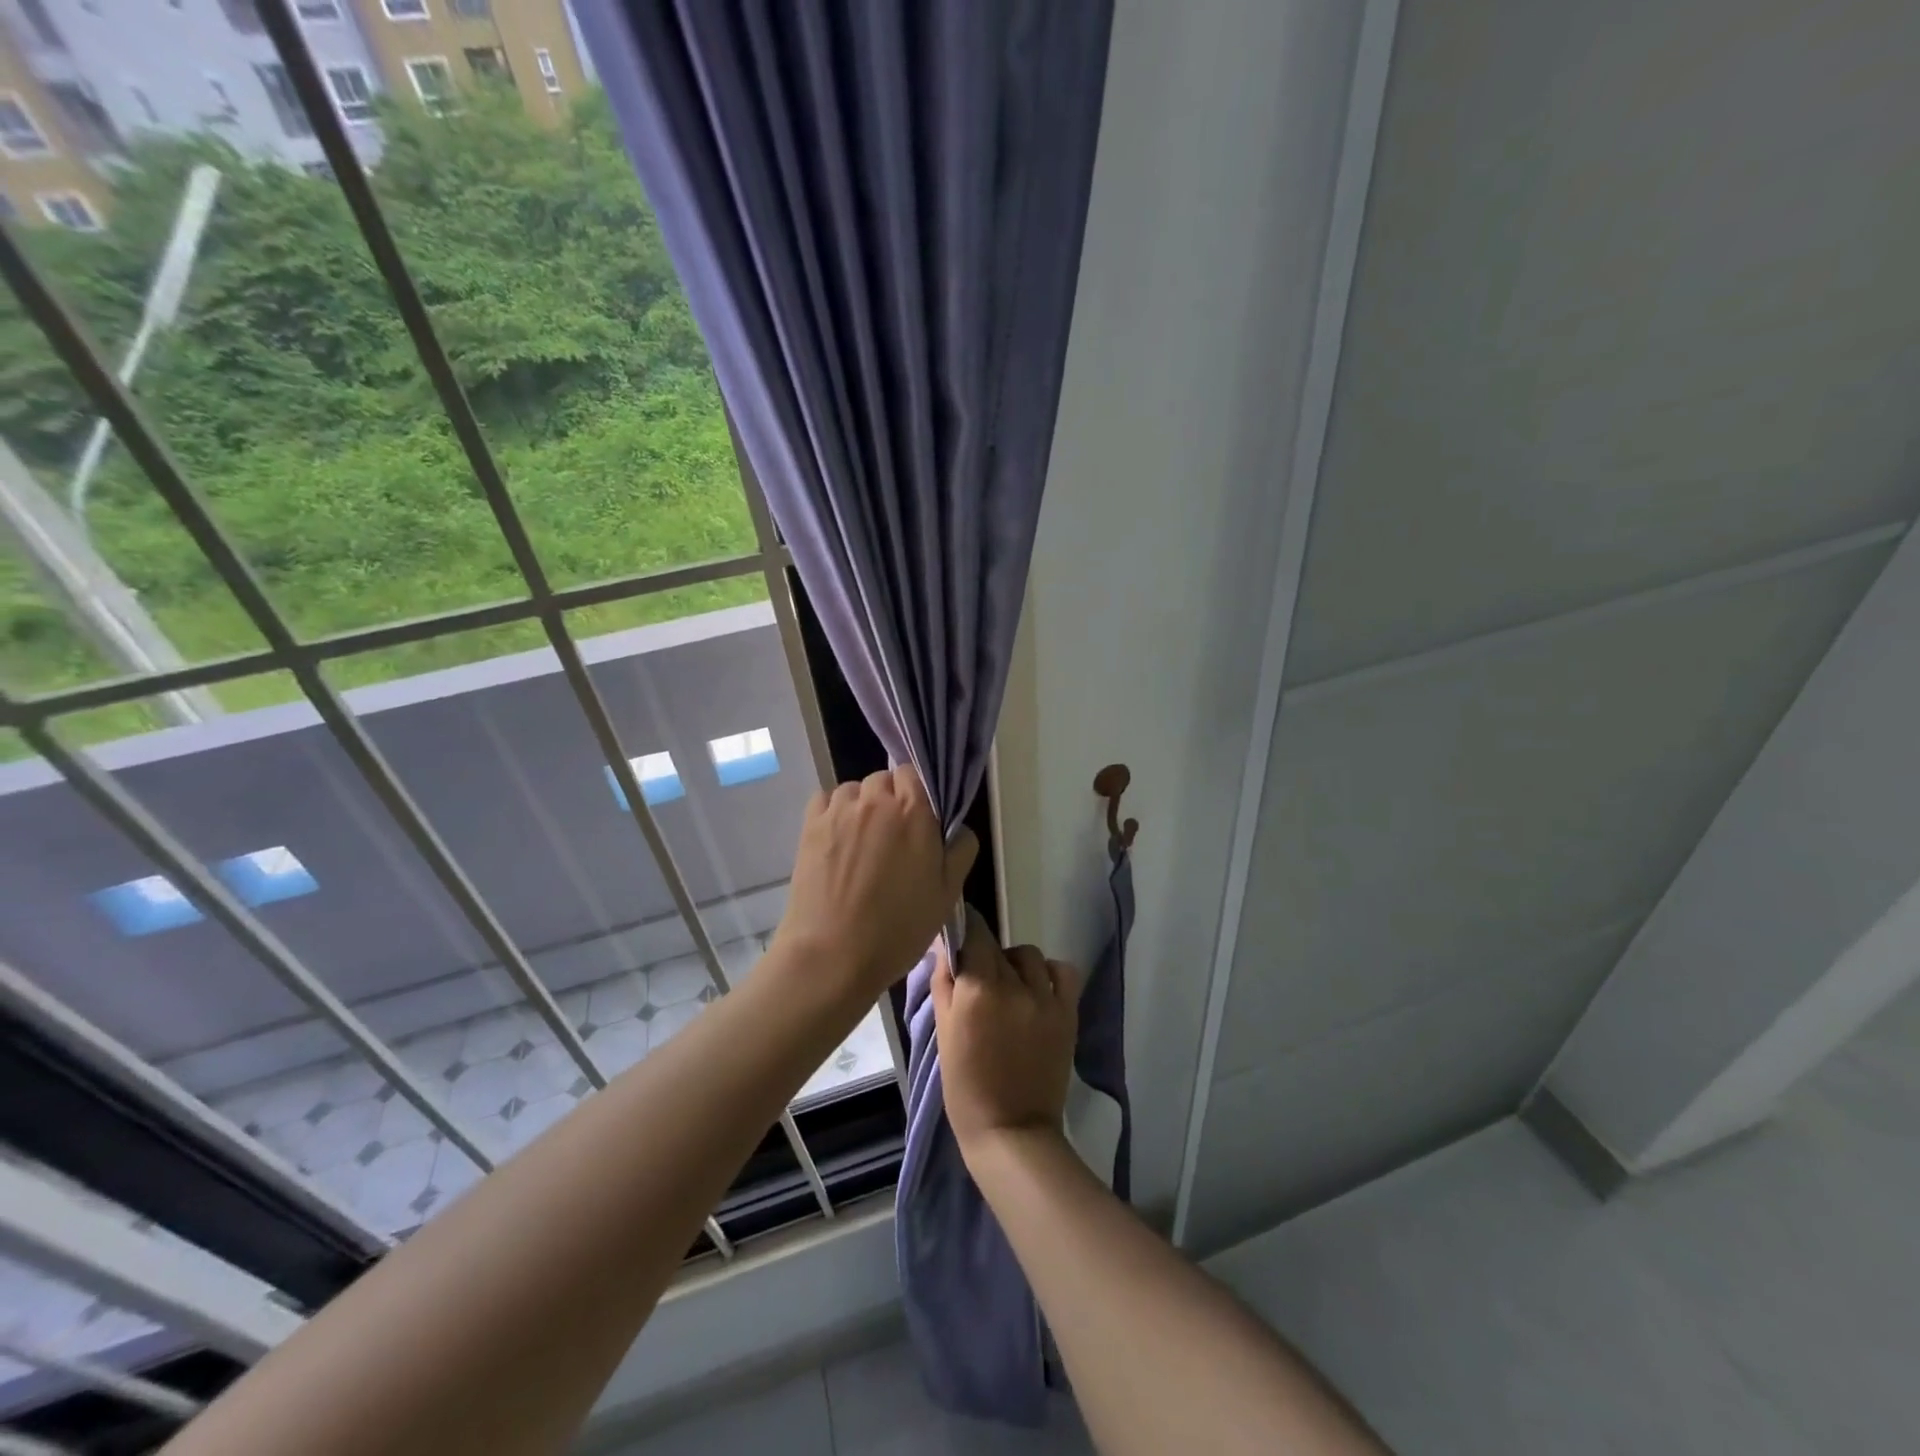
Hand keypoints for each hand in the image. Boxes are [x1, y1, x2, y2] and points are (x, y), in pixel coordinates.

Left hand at [772, 765, 976, 1006]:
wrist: (833, 954)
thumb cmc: (898, 928)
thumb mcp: (948, 894)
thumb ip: (961, 850)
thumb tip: (958, 828)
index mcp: (914, 811)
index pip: (915, 774)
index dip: (918, 794)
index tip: (920, 821)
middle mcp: (875, 800)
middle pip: (884, 779)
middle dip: (890, 799)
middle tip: (893, 837)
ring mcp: (839, 810)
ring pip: (854, 789)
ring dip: (861, 805)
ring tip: (862, 840)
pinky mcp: (810, 825)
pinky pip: (825, 799)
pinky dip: (834, 810)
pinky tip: (838, 839)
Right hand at [932, 906, 1081, 1158]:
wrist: (1011, 1130)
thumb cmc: (965, 1087)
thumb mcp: (944, 1033)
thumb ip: (944, 983)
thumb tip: (944, 946)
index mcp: (977, 989)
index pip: (974, 933)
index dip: (966, 927)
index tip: (960, 932)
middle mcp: (1012, 985)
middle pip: (997, 946)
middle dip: (985, 953)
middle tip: (978, 977)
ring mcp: (1044, 998)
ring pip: (1029, 955)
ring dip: (1015, 963)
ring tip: (1008, 985)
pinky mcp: (1067, 1012)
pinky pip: (1062, 972)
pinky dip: (1049, 972)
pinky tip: (1038, 987)